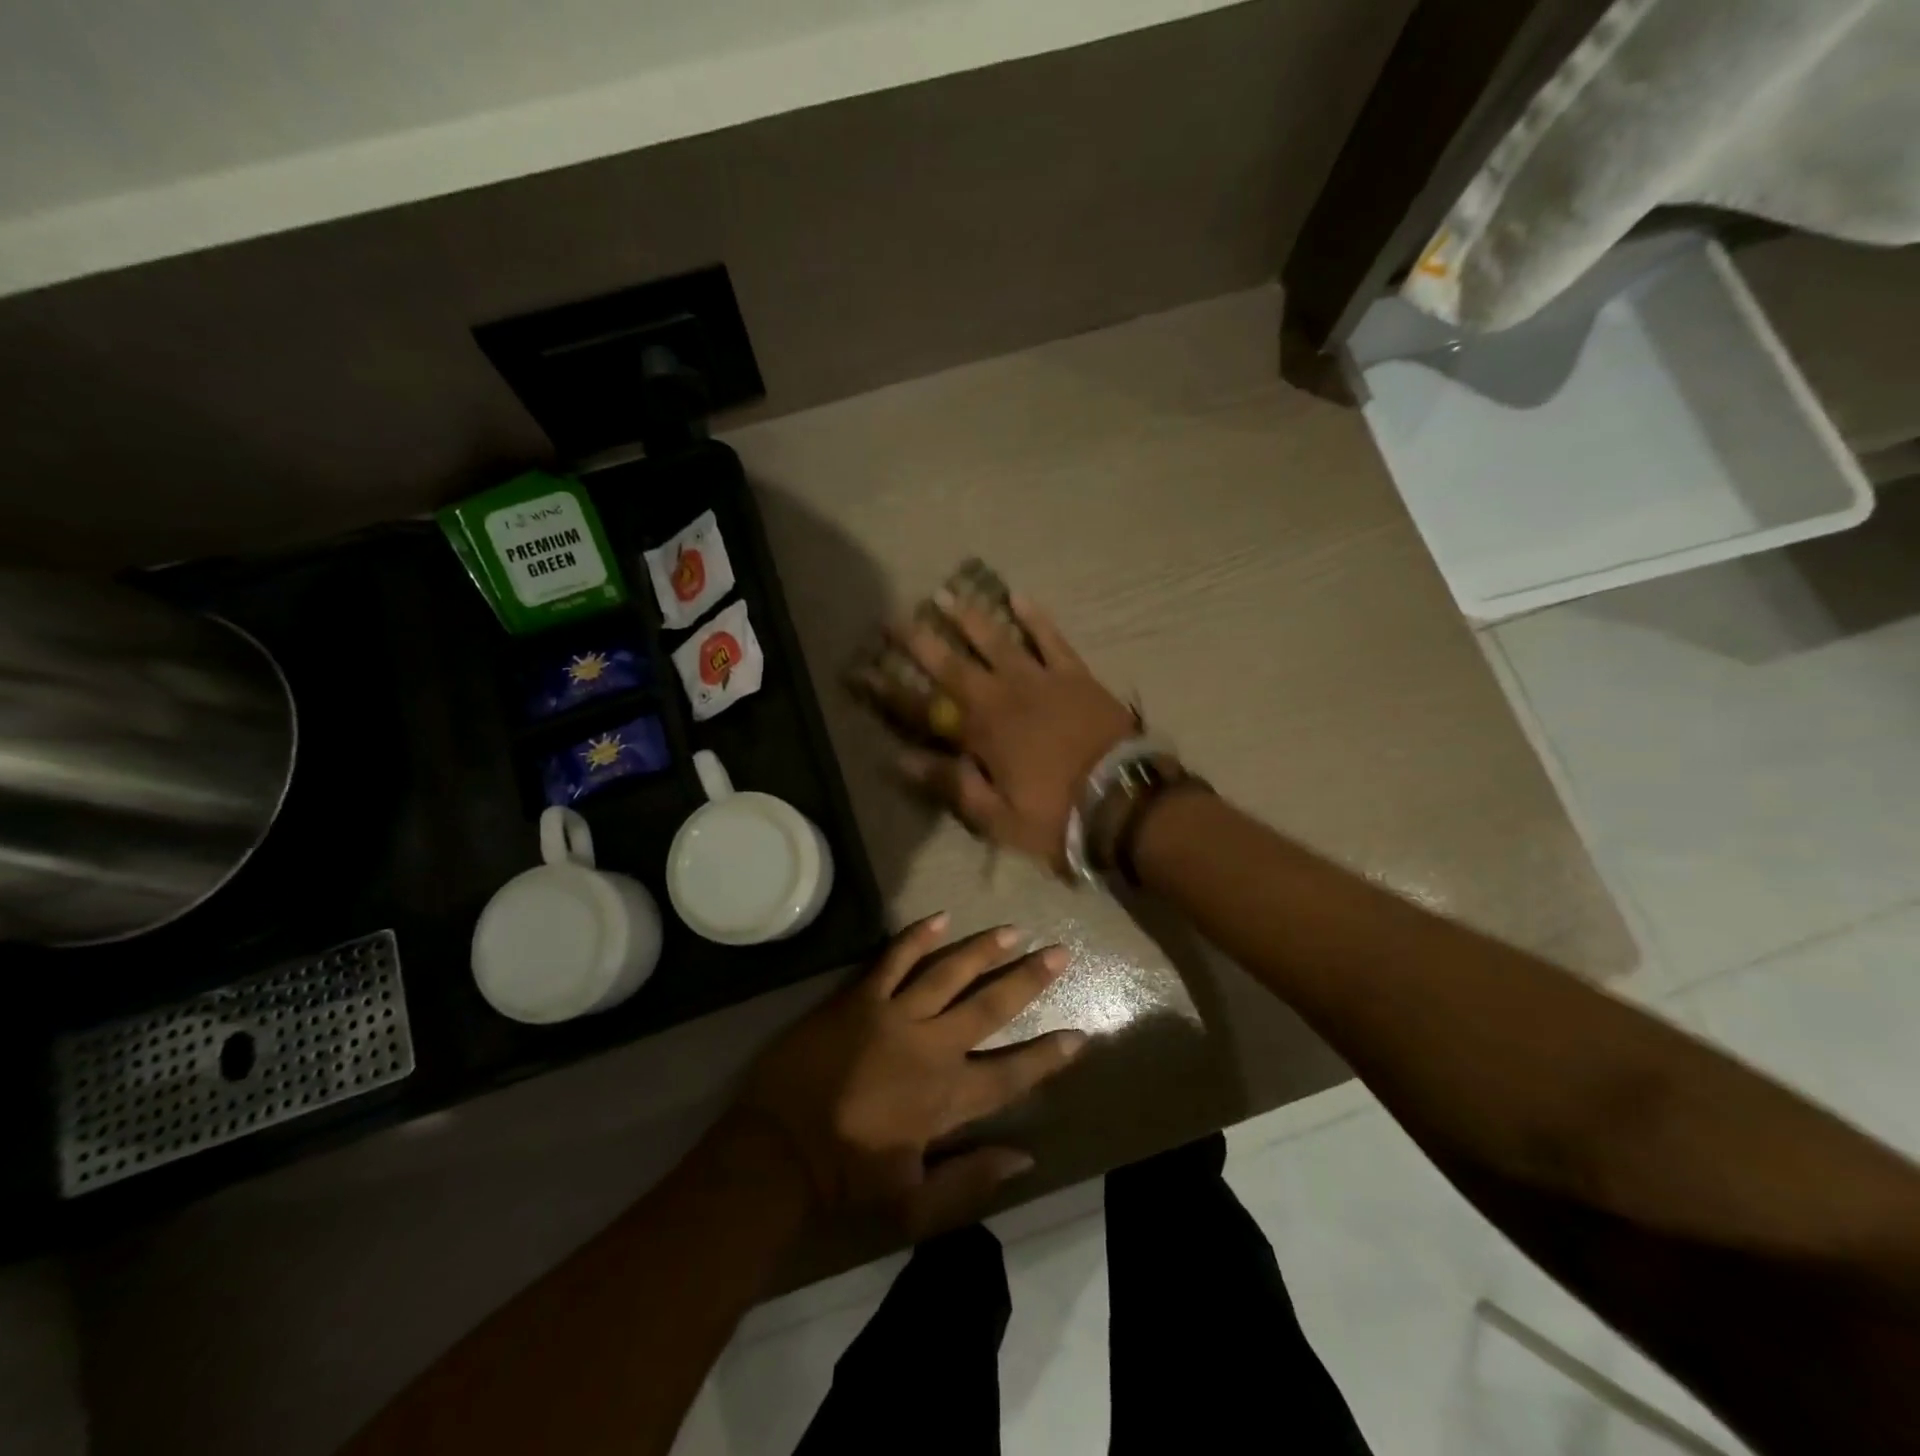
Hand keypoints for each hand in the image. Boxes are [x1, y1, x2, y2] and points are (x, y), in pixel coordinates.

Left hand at [737, 913, 1086, 1235]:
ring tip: (1012, 930)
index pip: (1011, 1074)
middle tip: (1059, 953)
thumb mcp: (914, 1205)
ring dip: (983, 950)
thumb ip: (971, 1181)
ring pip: (949, 972)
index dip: (1047, 1057)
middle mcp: (931, 1048)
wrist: (777, 1152)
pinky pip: (894, 959)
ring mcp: (894, 1017)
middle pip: (989, 1006)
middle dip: (1028, 980)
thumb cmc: (846, 1182)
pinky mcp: (859, 999)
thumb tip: (1024, 1157)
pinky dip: (917, 936)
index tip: (1079, 1035)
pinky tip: (941, 917)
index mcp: (947, 1099)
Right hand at [885, 593, 1136, 873]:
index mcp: (980, 734)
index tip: (864, 670)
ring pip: (998, 641)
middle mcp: (1003, 698)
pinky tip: (1019, 597)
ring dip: (970, 619)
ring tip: (946, 595)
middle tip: (895, 617)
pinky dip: (1035, 618)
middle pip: (953, 665)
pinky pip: (1051, 640)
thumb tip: (900, 761)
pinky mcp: (1074, 675)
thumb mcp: (997, 817)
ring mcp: (1040, 681)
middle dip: (921, 642)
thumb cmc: (1057, 816)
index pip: (923, 709)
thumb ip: (950, 785)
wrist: (1125, 800)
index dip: (891, 691)